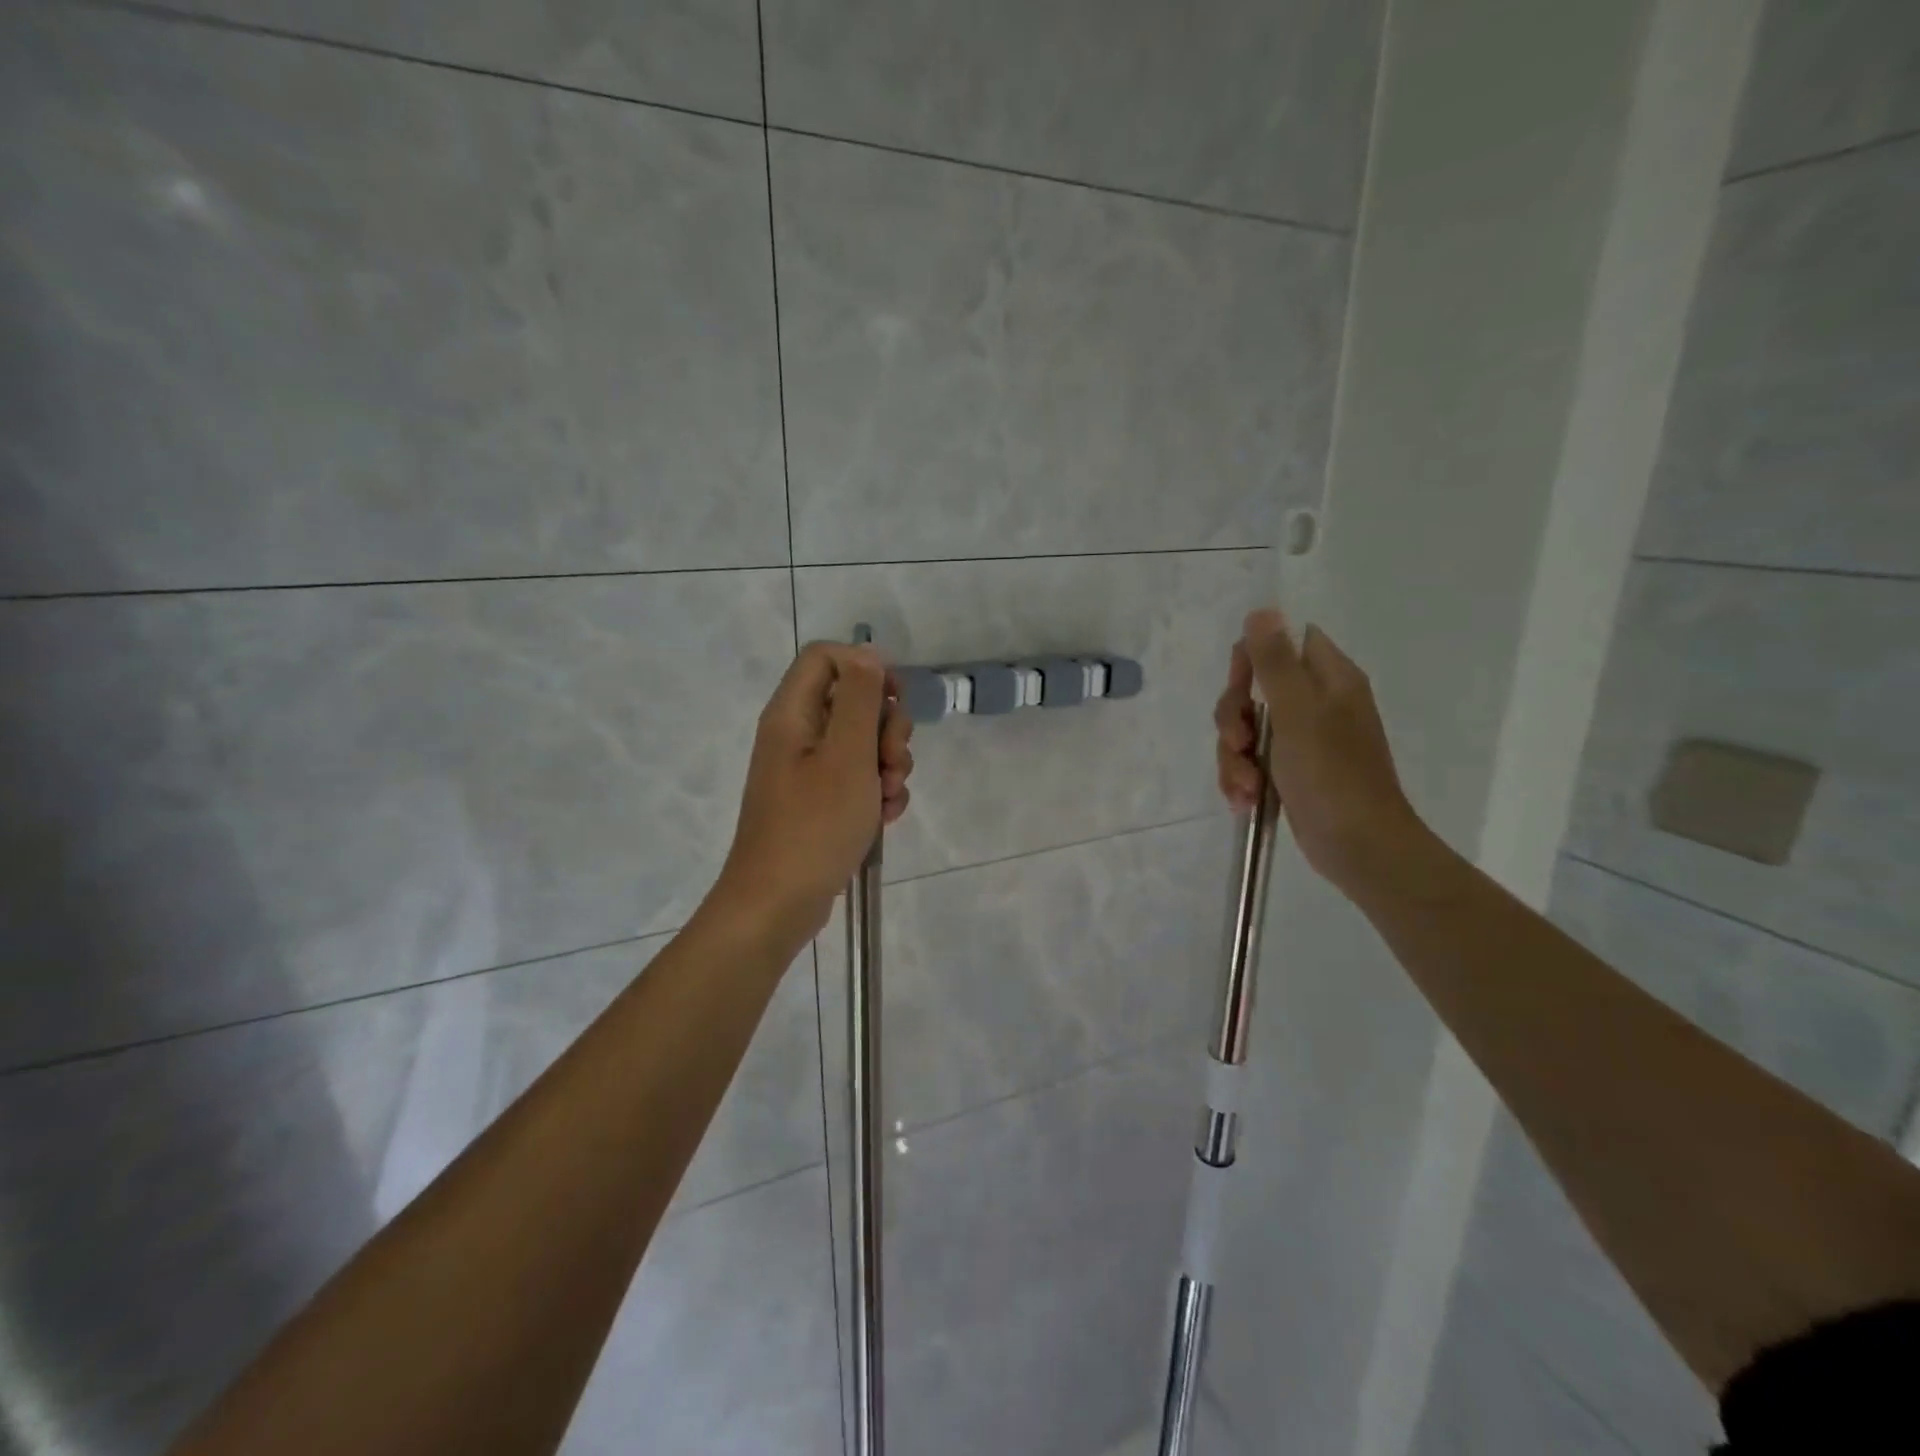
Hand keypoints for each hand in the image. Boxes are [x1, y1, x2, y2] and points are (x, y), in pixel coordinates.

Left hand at [715, 642, 913, 939]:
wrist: (778, 904)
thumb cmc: (814, 825)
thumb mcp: (847, 755)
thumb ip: (859, 698)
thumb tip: (866, 652)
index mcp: (792, 714)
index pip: (827, 657)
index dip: (866, 667)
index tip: (896, 699)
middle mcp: (797, 734)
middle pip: (852, 700)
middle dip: (886, 728)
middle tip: (892, 761)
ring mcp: (808, 770)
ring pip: (862, 743)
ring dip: (888, 764)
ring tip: (888, 798)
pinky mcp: (819, 801)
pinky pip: (857, 778)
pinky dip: (877, 792)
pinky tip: (885, 818)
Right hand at [1214, 609, 1425, 894]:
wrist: (1360, 848)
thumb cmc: (1333, 775)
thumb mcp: (1297, 712)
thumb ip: (1275, 661)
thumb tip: (1262, 609)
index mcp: (1329, 679)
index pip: (1282, 643)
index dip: (1253, 660)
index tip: (1243, 690)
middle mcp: (1316, 704)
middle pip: (1253, 689)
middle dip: (1234, 720)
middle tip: (1239, 744)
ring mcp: (1302, 741)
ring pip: (1246, 730)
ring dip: (1234, 757)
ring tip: (1245, 786)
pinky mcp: (1290, 772)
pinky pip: (1251, 761)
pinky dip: (1241, 778)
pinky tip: (1245, 800)